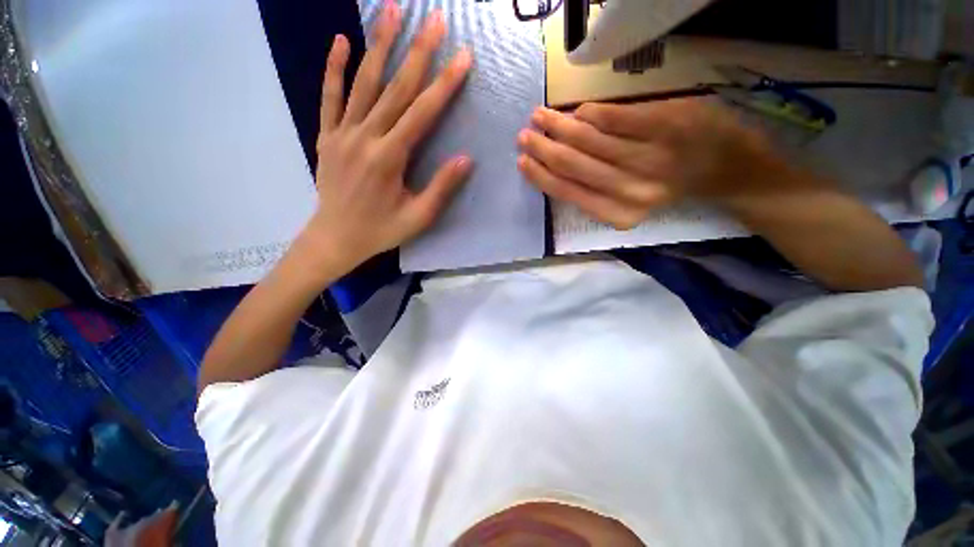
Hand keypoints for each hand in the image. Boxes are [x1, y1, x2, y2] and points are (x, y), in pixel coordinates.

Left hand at [302, 4, 472, 268]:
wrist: (336, 238)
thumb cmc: (381, 230)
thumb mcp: (418, 217)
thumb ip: (441, 187)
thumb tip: (466, 159)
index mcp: (389, 158)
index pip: (421, 113)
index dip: (444, 83)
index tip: (463, 56)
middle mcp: (364, 137)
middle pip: (395, 88)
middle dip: (418, 51)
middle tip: (434, 18)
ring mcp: (341, 133)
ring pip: (362, 82)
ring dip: (379, 45)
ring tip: (392, 11)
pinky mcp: (326, 136)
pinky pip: (329, 96)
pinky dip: (334, 67)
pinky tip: (341, 40)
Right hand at [517, 99, 795, 229]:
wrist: (732, 171)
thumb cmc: (673, 190)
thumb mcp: (630, 204)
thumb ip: (594, 190)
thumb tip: (558, 165)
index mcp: (618, 213)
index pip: (567, 192)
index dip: (541, 177)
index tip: (522, 162)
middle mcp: (630, 190)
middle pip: (573, 164)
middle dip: (543, 148)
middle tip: (525, 135)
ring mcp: (650, 156)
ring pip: (588, 138)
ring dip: (558, 126)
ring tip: (540, 116)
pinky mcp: (667, 124)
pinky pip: (616, 116)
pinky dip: (591, 113)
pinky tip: (576, 111)